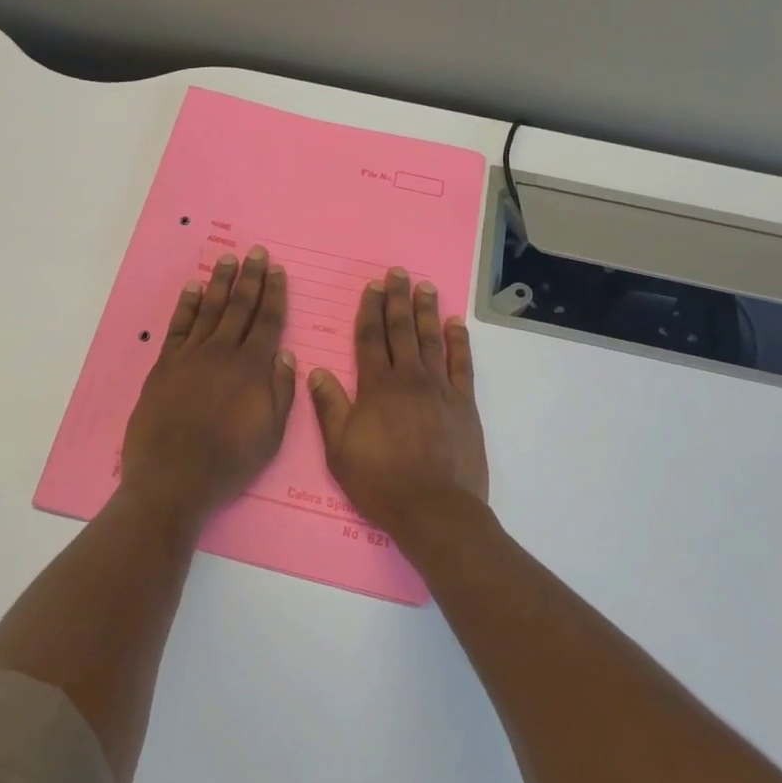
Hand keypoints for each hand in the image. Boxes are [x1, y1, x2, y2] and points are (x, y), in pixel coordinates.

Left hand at [120, 247, 297, 521]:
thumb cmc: (229, 461)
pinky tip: (194, 288)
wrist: (173, 477)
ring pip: (210, 309)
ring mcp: (191, 356)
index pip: (267, 321)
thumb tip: (284, 353)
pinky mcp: (165, 364)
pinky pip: (178, 326)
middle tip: (256, 252)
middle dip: (250, 278)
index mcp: (252, 369)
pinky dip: (187, 304)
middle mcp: (223, 353)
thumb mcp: (270, 434)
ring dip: (220, 282)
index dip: (274, 294)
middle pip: (239, 307)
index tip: (277, 270)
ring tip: (228, 259)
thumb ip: (280, 390)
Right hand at [309, 268, 488, 541]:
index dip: (370, 310)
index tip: (371, 287)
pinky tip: (456, 323)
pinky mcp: (464, 404)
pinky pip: (462, 364)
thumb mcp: (339, 449)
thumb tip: (317, 370)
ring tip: (425, 286)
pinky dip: (459, 341)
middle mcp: (409, 379)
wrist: (434, 510)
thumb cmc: (380, 482)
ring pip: (431, 340)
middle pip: (401, 330)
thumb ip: (330, 406)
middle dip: (397, 299)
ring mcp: (440, 389)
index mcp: (376, 387)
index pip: (371, 338)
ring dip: (427, 311)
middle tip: (398, 273)